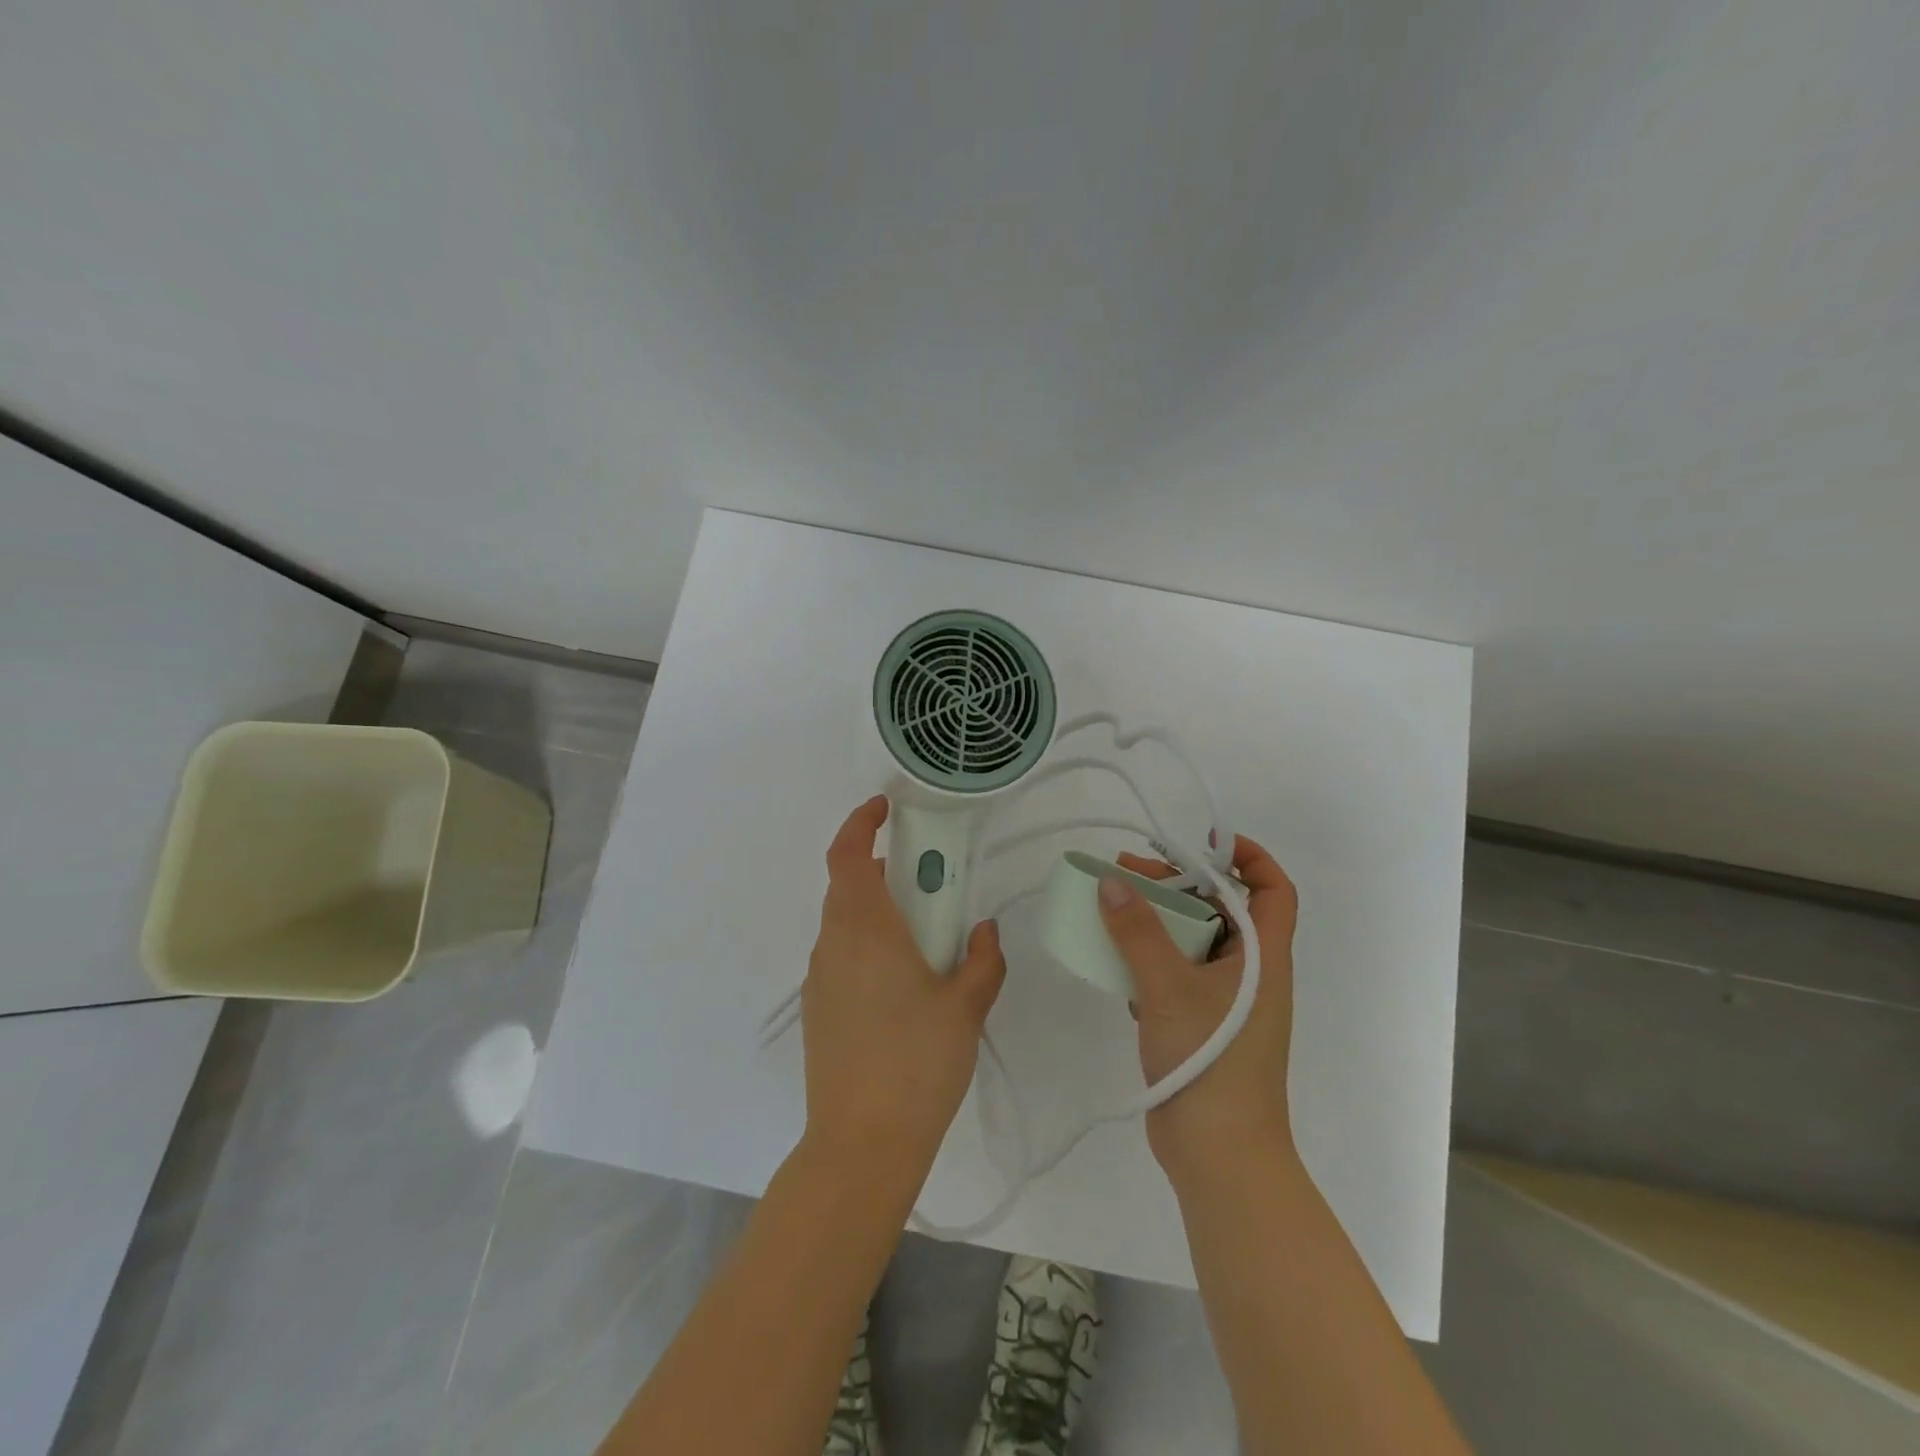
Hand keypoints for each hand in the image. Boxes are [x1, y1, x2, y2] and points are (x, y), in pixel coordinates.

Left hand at [800, 796, 1006, 1180]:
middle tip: (929, 884)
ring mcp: (820, 978)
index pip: (847, 855)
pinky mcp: (817, 1008)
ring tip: (924, 940)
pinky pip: (842, 955)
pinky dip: (867, 945)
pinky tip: (902, 986)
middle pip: (848, 885)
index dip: (861, 823)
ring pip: (845, 922)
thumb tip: (984, 930)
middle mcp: (833, 943)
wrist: (861, 1143)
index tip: (884, 809)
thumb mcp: (967, 1006)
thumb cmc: (917, 1063)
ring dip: (878, 911)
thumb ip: (983, 959)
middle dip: (884, 870)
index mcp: (866, 929)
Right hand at [1098, 836, 1299, 1181]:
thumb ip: (1137, 932)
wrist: (1219, 1156)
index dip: (1248, 856)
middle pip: (1219, 909)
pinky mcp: (1198, 1025)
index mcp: (1263, 958)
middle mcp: (1249, 974)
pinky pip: (1174, 975)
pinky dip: (1147, 960)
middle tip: (1126, 872)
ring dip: (1155, 922)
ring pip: (1191, 943)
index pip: (1272, 890)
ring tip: (1109, 907)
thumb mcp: (1168, 987)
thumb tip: (1111, 882)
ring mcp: (1223, 1002)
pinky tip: (1114, 962)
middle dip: (1176, 884)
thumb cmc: (1210, 1061)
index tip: (1204, 840)